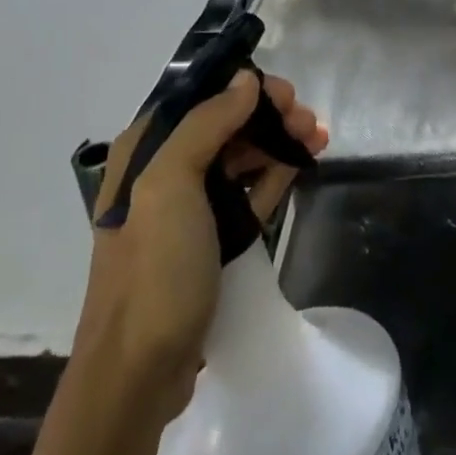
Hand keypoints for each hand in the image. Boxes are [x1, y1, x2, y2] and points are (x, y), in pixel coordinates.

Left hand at [74, 72, 327, 418]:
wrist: (138, 375)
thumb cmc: (153, 271)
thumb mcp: (170, 186)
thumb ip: (206, 124)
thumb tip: (245, 79)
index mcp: (145, 152)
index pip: (199, 98)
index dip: (243, 87)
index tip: (284, 92)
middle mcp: (163, 172)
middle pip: (225, 124)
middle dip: (268, 115)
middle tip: (308, 120)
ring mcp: (187, 209)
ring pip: (240, 156)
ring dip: (278, 141)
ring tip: (317, 139)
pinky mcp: (210, 239)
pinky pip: (247, 191)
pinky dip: (275, 173)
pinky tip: (303, 163)